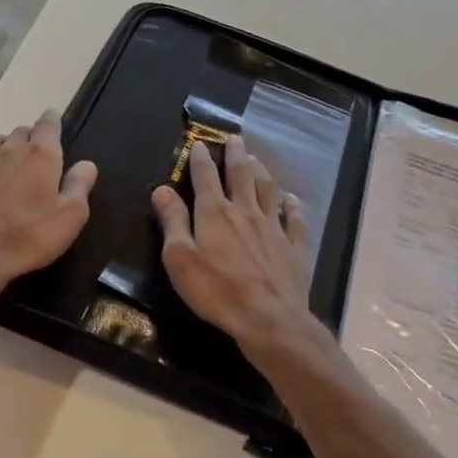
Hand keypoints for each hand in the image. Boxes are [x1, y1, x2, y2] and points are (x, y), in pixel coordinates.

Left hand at [0, 109, 97, 302]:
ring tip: (12, 161)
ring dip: (6, 144)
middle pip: (22, 130)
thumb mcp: (70, 216)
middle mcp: (10, 150)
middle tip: (40, 154)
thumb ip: (79, 186)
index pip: (48, 124)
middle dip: (32, 137)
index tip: (56, 123)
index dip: (53, 121)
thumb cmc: (30, 236)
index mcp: (40, 155)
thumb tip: (87, 164)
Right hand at [152, 136, 319, 358]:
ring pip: (268, 190)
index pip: (205, 177)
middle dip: (236, 155)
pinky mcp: (295, 248)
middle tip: (235, 138)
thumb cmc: (217, 291)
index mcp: (215, 213)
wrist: (269, 319)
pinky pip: (295, 220)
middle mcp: (246, 212)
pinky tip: (293, 199)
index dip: (201, 158)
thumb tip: (162, 188)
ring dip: (262, 171)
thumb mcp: (180, 258)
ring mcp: (274, 228)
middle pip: (241, 175)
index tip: (200, 142)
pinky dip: (293, 206)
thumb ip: (172, 221)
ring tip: (257, 158)